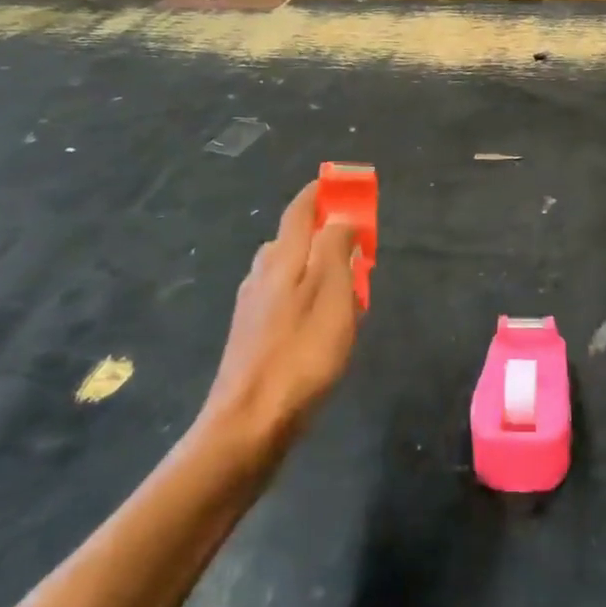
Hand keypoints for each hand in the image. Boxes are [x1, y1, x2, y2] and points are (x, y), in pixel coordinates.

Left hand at [201, 180, 360, 450]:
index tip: (341, 183)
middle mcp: (262, 274)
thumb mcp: (332, 294)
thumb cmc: (302, 354)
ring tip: (346, 283)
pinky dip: (306, 293)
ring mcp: (253, 306)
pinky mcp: (252, 336)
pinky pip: (284, 297)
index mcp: (282, 258)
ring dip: (315, 264)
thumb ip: (336, 249)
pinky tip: (321, 320)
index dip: (320, 192)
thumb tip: (339, 219)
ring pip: (288, 269)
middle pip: (292, 238)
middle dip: (323, 230)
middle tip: (355, 241)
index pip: (300, 210)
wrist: (249, 423)